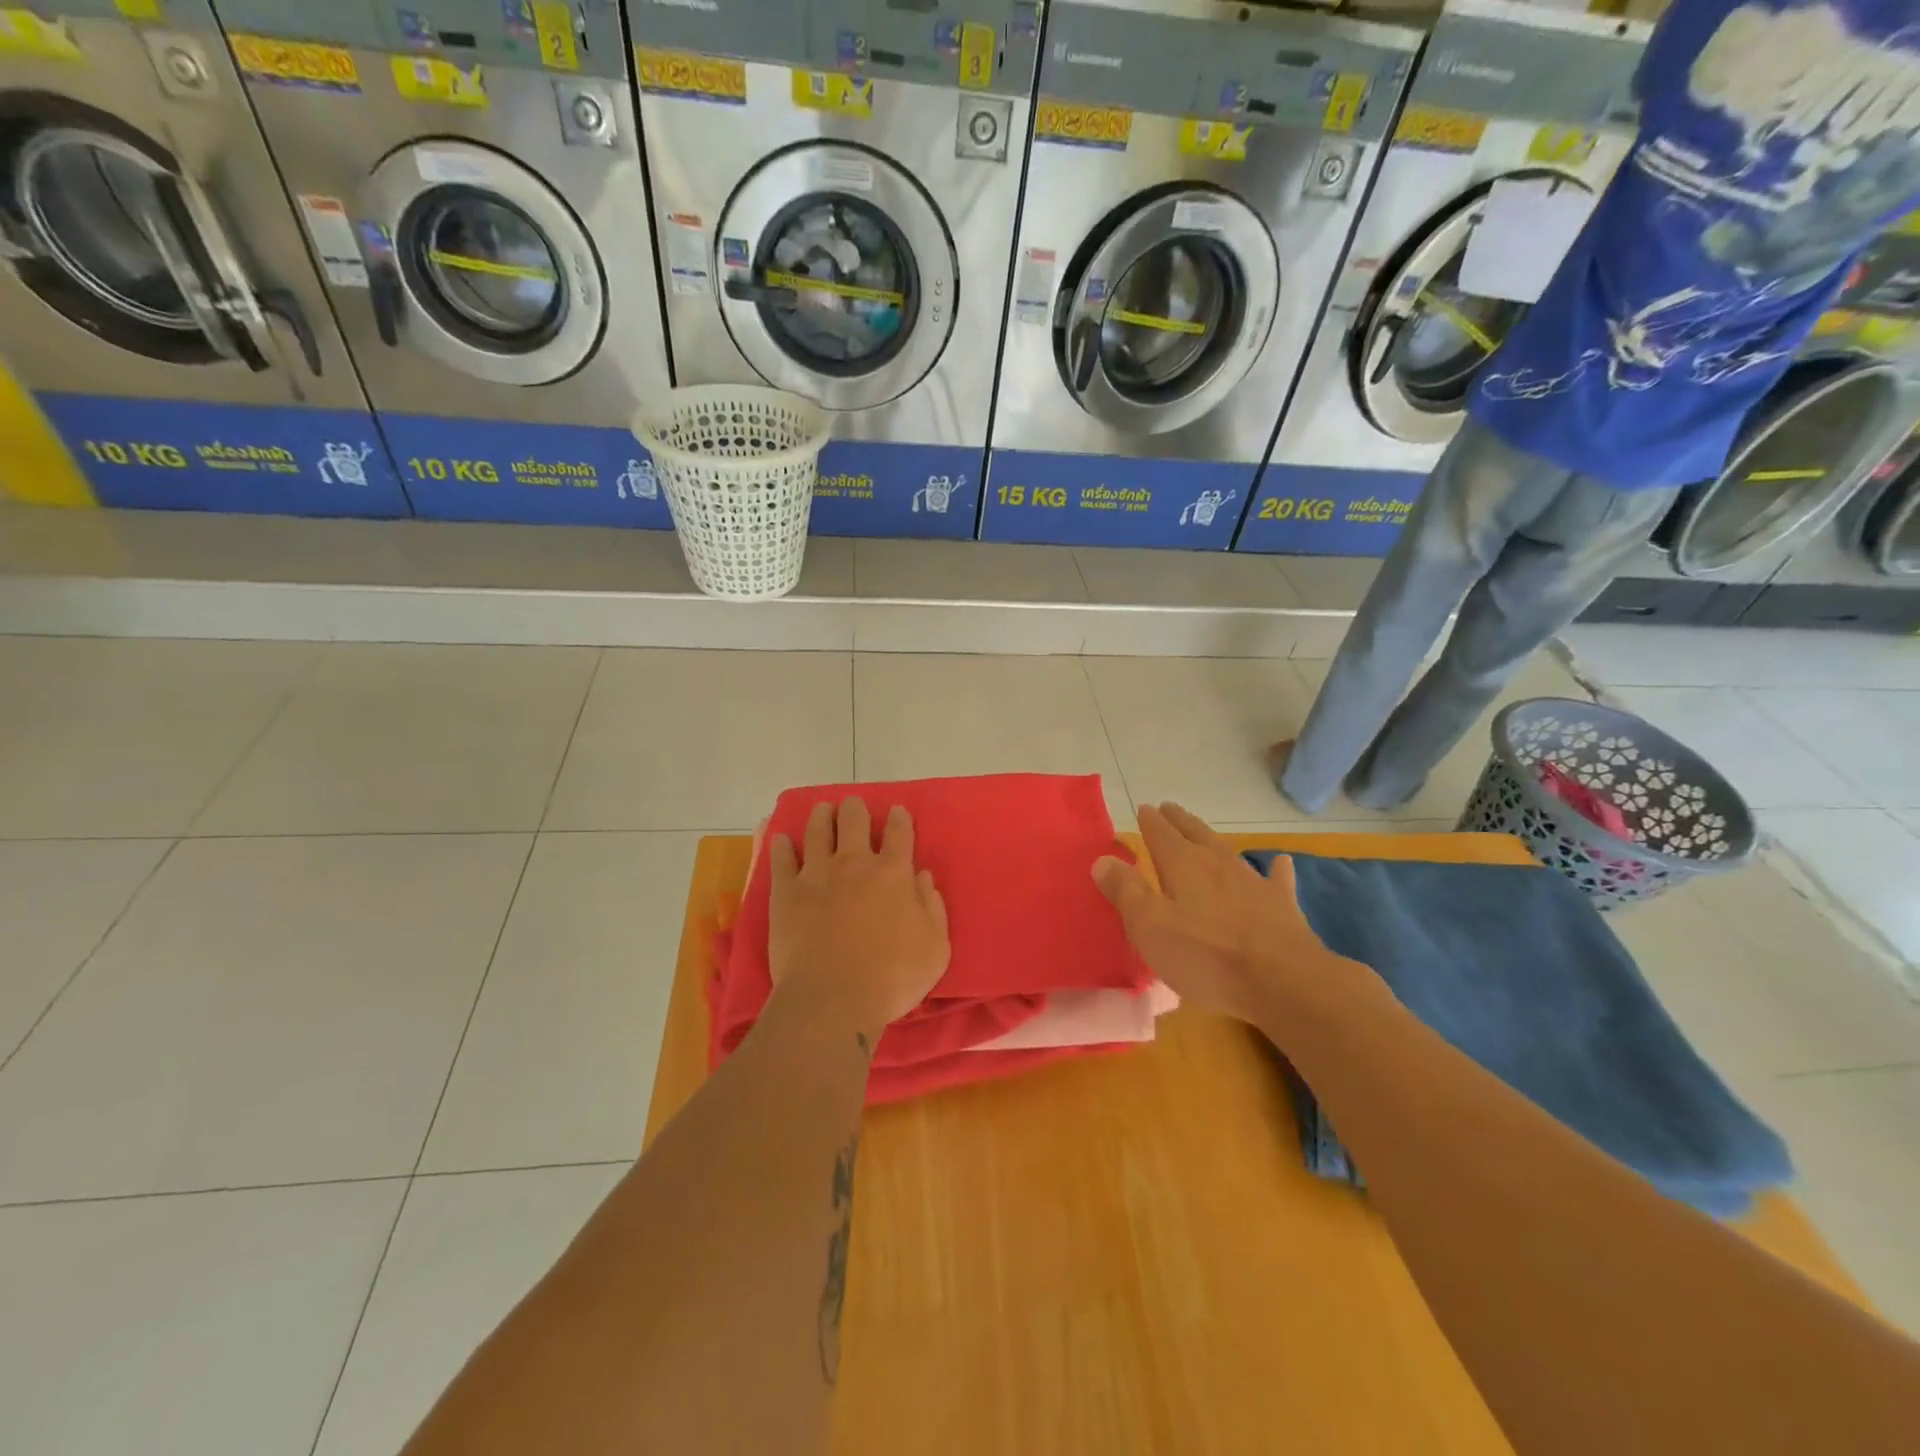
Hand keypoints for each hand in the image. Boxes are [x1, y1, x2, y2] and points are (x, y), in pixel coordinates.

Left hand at [768, 798, 950, 1041]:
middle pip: (854, 821)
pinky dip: (781, 847)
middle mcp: (854, 864)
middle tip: (853, 808)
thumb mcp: (935, 947)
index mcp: (893, 873)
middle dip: (855, 809)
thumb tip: (923, 877)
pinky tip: (781, 840)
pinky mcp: (786, 893)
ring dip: (821, 816)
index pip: (899, 833)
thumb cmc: (892, 977)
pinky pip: (781, 860)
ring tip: (822, 810)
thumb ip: (932, 907)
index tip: (897, 812)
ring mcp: (817, 875)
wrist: (833, 999)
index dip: (899, 819)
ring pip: (817, 831)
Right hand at [1092, 803, 1383, 1025]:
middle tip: (1170, 809)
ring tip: (1205, 833)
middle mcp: (1217, 864)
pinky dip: (1275, 869)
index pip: (1161, 834)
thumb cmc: (1206, 956)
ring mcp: (1253, 882)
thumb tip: (1102, 860)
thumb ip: (1125, 891)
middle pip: (1195, 835)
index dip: (1151, 821)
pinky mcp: (1281, 905)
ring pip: (1229, 851)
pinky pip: (1276, 879)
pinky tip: (1281, 862)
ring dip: (1214, 840)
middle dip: (1180, 822)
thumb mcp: (1150, 927)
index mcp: (1182, 866)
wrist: (1283, 981)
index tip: (1144, 809)